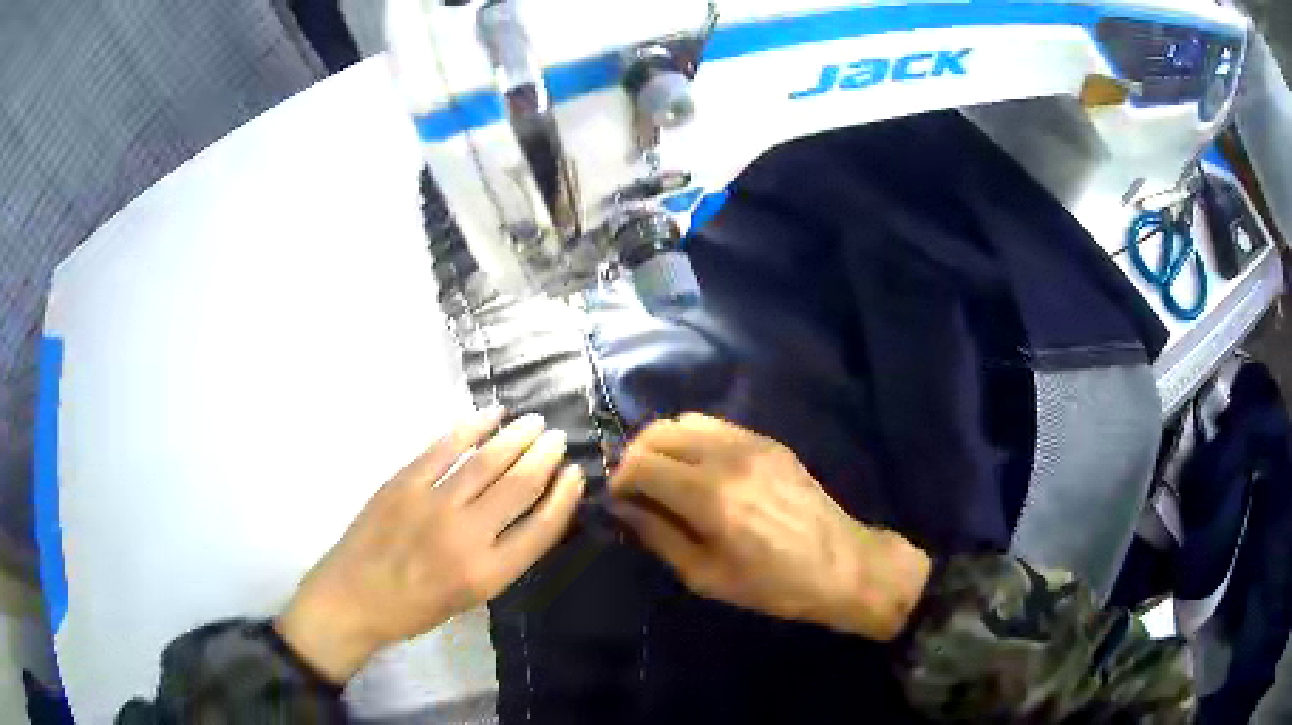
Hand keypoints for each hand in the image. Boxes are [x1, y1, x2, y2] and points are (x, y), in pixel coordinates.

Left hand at [277, 408, 583, 682]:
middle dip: (544, 457)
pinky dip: (471, 427)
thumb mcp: (470, 597)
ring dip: (516, 437)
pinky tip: (490, 416)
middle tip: (557, 439)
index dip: (564, 497)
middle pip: (519, 486)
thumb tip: (527, 513)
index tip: (575, 474)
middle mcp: (466, 535)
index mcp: (487, 574)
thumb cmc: (415, 608)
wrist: (354, 597)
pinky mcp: (404, 482)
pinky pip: (444, 447)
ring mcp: (432, 503)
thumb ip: (501, 557)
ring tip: (534, 424)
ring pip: (487, 461)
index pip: (542, 528)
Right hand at [609, 413, 929, 640]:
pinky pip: (716, 425)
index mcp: (710, 497)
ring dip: (664, 444)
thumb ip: (659, 535)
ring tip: (666, 476)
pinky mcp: (770, 442)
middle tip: (637, 488)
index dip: (619, 480)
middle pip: (658, 432)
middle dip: (636, 456)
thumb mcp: (706, 576)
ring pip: (686, 420)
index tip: (619, 501)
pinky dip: (694, 440)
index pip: (641, 464)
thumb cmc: (773, 585)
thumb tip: (623, 507)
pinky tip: (701, 470)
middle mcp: (727, 458)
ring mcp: (752, 443)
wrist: (843, 566)